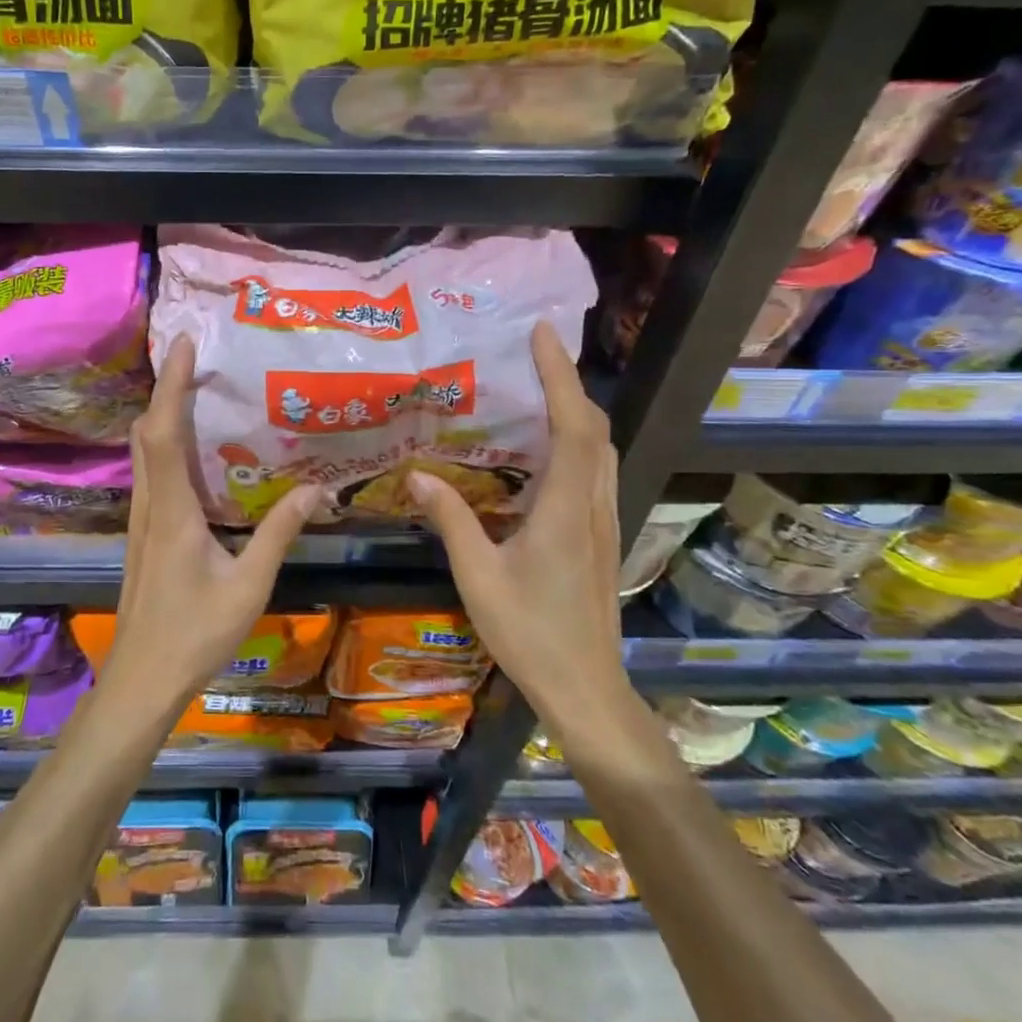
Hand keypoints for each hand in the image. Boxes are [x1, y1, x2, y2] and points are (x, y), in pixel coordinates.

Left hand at [100, 335, 322, 714]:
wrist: (142, 679)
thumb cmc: (195, 634)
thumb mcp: (249, 584)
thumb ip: (281, 532)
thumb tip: (317, 488)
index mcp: (172, 510)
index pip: (163, 433)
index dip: (171, 385)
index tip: (184, 345)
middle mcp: (150, 505)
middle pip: (147, 433)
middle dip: (167, 389)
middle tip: (195, 357)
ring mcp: (142, 519)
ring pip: (144, 452)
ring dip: (163, 414)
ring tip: (196, 389)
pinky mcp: (144, 532)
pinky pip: (151, 472)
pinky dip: (166, 443)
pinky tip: (194, 449)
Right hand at [407, 323, 627, 731]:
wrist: (586, 687)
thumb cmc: (530, 634)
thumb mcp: (479, 577)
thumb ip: (452, 521)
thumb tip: (419, 475)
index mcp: (564, 508)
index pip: (572, 425)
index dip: (561, 375)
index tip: (543, 335)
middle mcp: (591, 504)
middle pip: (594, 428)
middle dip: (569, 382)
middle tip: (535, 352)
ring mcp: (602, 518)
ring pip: (601, 448)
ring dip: (576, 408)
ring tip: (539, 386)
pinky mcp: (599, 532)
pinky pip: (594, 469)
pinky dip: (577, 438)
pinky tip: (545, 445)